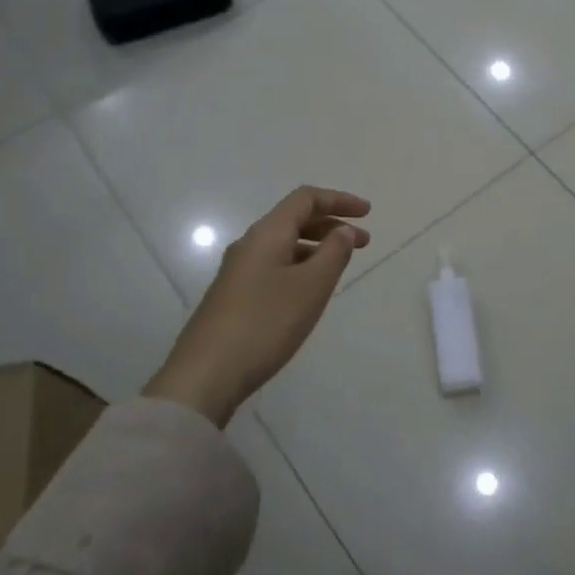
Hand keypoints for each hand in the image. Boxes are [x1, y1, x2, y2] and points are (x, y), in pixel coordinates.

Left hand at [146, 187, 370, 425]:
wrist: (206, 374)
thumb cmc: (266, 323)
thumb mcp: (311, 286)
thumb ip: (333, 253)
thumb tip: (342, 231)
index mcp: (267, 234)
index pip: (305, 199)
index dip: (339, 200)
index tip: (368, 212)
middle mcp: (250, 245)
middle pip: (294, 220)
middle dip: (331, 225)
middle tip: (364, 241)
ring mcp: (238, 272)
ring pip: (285, 245)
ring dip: (317, 248)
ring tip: (341, 266)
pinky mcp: (234, 297)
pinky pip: (275, 267)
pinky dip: (301, 267)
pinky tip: (311, 291)